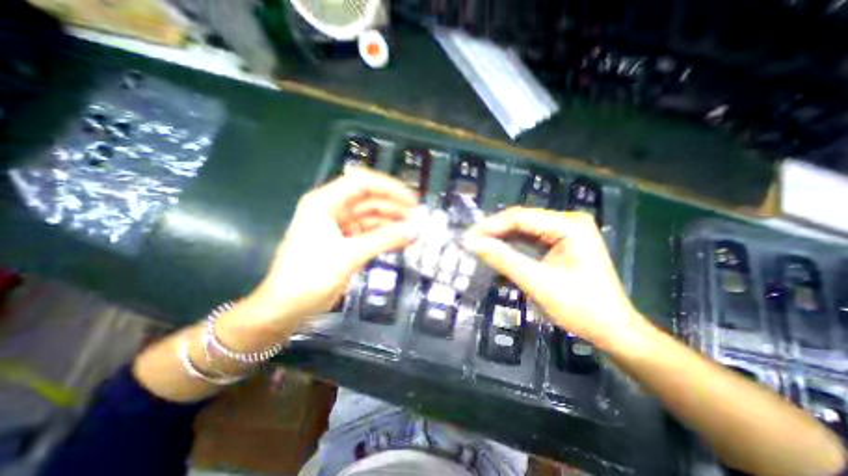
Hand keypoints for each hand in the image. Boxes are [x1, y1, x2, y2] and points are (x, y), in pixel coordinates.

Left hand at [220, 169, 416, 343]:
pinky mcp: (344, 242)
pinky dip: (385, 236)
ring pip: (371, 217)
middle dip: (394, 207)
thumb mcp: (349, 255)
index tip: (412, 200)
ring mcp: (339, 226)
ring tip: (413, 231)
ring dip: (391, 223)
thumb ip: (384, 240)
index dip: (390, 188)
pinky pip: (369, 233)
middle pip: (369, 199)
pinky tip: (401, 241)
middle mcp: (332, 209)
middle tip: (417, 218)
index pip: (363, 183)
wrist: (286, 308)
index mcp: (325, 202)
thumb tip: (415, 230)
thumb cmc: (309, 276)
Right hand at [463, 209, 650, 352]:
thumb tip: (471, 243)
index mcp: (569, 225)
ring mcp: (565, 231)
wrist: (612, 330)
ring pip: (523, 229)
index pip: (519, 218)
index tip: (467, 237)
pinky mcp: (561, 243)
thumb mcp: (537, 282)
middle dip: (493, 231)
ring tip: (478, 246)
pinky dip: (512, 246)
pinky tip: (497, 250)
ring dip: (500, 238)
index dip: (490, 226)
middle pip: (521, 221)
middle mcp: (568, 221)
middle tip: (469, 242)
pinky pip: (530, 239)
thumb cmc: (580, 308)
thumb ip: (503, 259)